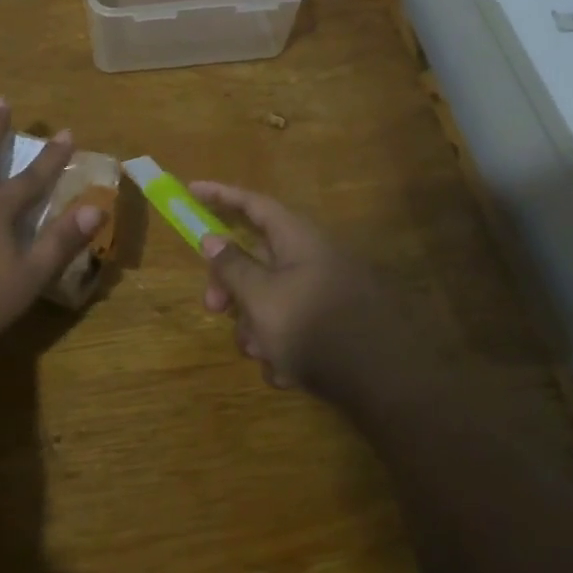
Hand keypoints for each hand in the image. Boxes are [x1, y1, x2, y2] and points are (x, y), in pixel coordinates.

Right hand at [192, 182, 409, 403]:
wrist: (382, 381)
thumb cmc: (311, 327)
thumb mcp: (260, 296)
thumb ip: (231, 266)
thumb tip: (211, 238)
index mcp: (297, 239)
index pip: (253, 204)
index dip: (220, 195)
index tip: (191, 190)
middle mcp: (312, 258)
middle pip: (255, 258)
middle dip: (230, 287)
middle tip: (212, 308)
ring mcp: (324, 292)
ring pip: (269, 298)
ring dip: (254, 326)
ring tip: (261, 353)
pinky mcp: (332, 325)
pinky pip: (291, 326)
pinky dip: (281, 346)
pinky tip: (286, 371)